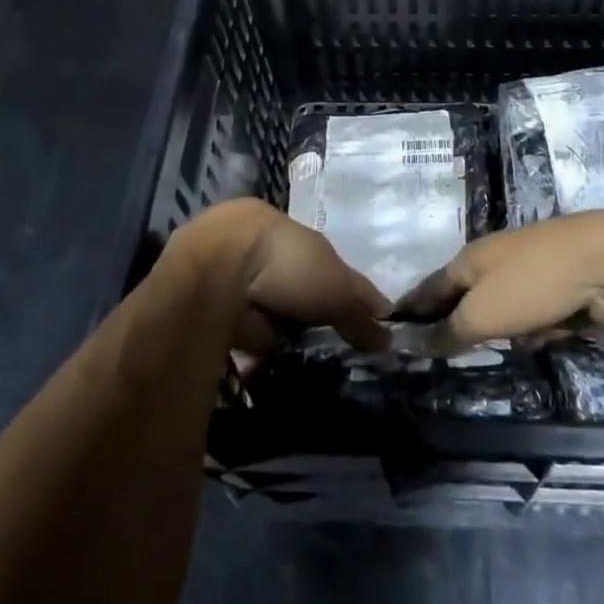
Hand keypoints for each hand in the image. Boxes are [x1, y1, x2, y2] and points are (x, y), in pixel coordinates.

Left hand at [177, 198, 390, 357]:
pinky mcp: (214, 310)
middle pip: (293, 286)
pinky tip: (275, 370)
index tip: (358, 318)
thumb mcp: (337, 288)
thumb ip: (360, 312)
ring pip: (268, 310)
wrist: (219, 273)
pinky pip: (244, 335)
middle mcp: (260, 252)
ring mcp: (233, 280)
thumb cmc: (287, 264)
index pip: (324, 262)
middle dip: (309, 312)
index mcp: (289, 233)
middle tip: (333, 346)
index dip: (341, 289)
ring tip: (308, 364)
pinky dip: (257, 351)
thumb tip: (388, 338)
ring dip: (282, 332)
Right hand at [397, 211, 603, 351]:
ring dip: (507, 331)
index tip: (393, 325)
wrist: (603, 261)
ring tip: (505, 347)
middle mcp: (496, 261)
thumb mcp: (482, 314)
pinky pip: (537, 315)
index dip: (412, 307)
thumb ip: (450, 332)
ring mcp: (531, 271)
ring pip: (506, 310)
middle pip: (469, 298)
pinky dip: (539, 329)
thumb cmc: (531, 282)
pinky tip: (545, 338)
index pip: (431, 287)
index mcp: (470, 259)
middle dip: (462, 324)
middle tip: (448, 352)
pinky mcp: (562, 287)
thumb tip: (419, 344)